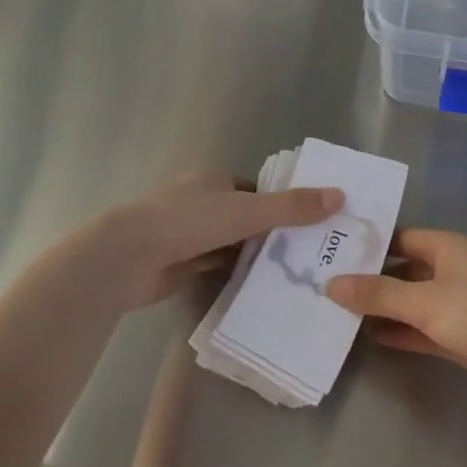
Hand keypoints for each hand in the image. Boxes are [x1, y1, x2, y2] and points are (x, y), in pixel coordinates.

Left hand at [39, 173, 342, 316]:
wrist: (126, 258)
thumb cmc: (187, 221)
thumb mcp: (248, 211)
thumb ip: (292, 207)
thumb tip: (340, 196)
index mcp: (213, 179)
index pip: (256, 190)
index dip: (281, 204)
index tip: (310, 224)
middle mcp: (199, 201)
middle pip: (244, 216)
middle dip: (270, 233)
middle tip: (306, 253)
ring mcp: (185, 233)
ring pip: (229, 242)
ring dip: (251, 255)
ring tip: (291, 273)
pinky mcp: (176, 262)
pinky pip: (213, 264)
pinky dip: (231, 272)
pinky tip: (257, 287)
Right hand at [327, 231, 466, 410]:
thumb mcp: (426, 301)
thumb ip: (379, 295)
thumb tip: (331, 284)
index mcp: (447, 247)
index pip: (400, 238)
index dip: (368, 245)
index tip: (330, 253)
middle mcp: (451, 270)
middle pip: (403, 270)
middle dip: (370, 280)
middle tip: (325, 286)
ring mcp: (457, 305)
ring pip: (411, 302)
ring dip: (383, 309)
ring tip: (338, 313)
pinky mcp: (461, 336)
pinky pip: (422, 329)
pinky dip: (400, 332)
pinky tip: (369, 338)